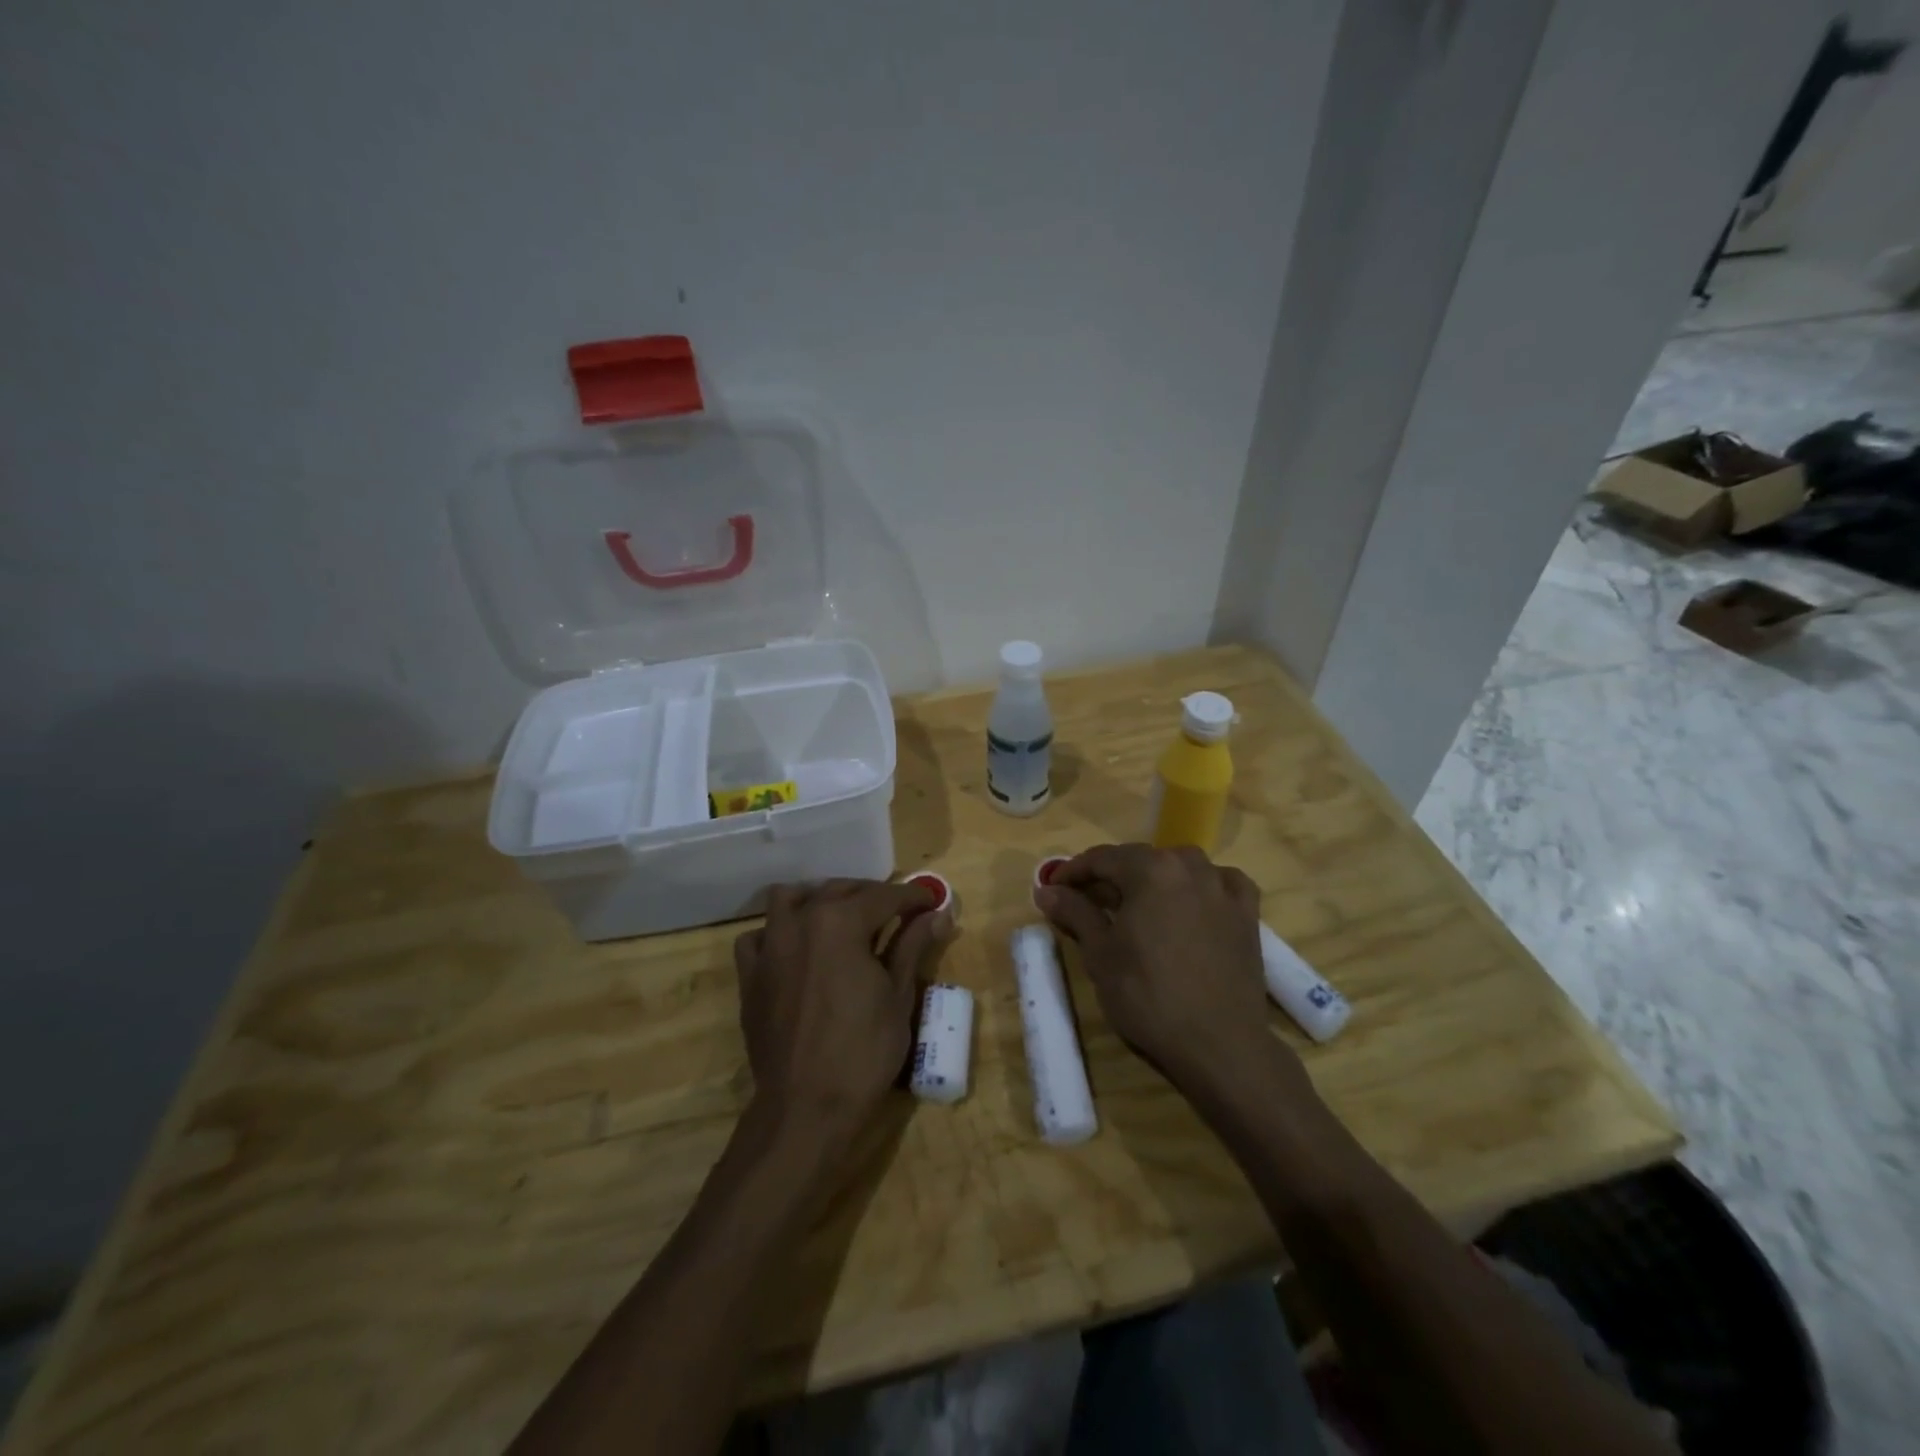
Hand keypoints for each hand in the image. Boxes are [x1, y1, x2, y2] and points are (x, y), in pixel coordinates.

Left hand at [734, 879, 954, 1140]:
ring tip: (842, 918)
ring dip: (819, 900)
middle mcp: (801, 921)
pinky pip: (759, 936)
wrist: (806, 1107)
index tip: (933, 902)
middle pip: (841, 890)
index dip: (914, 896)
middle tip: (898, 913)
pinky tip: (796, 949)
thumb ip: (913, 946)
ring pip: (791, 899)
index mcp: (840, 921)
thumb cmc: (863, 1052)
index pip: (885, 896)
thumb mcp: (899, 996)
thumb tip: (939, 914)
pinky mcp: (750, 975)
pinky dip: (778, 932)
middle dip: (872, 896)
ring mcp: (770, 946)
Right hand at [1037, 844, 1290, 1096]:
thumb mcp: (1100, 954)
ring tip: (1137, 903)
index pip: (1102, 859)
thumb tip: (1047, 890)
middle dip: (1110, 876)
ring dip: (1154, 877)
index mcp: (1149, 870)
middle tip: (1086, 899)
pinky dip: (1201, 886)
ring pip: (1179, 867)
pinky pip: (1219, 883)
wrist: (1218, 1044)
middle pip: (1140, 859)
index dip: (1073, 871)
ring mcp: (1222, 887)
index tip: (1053, 888)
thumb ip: (1075, 912)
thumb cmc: (1148, 996)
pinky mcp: (1247, 913)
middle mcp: (1188, 866)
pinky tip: (1193, 901)